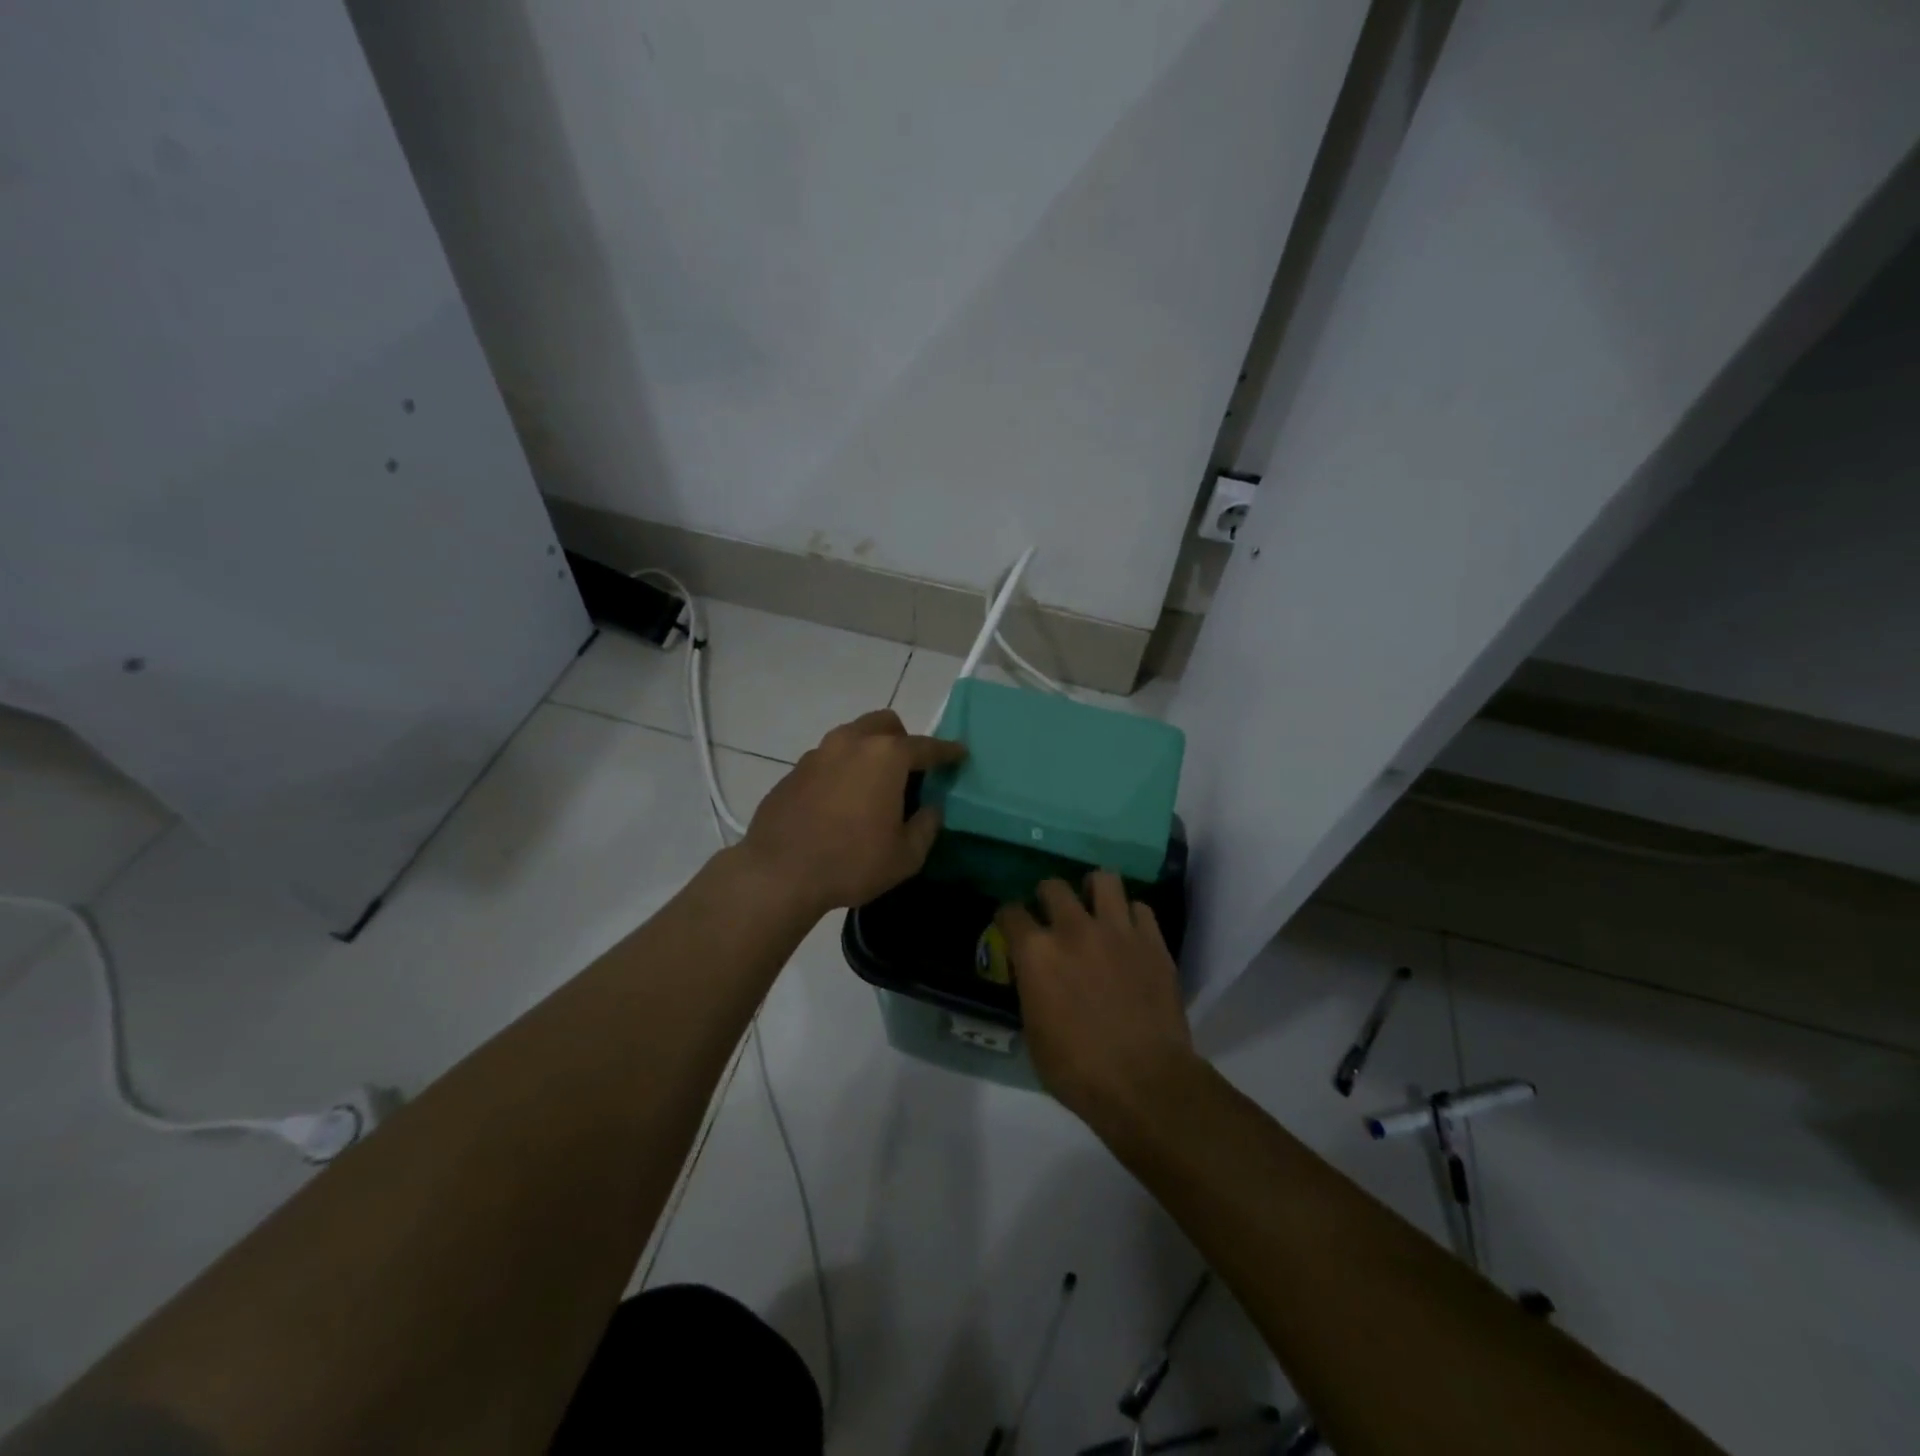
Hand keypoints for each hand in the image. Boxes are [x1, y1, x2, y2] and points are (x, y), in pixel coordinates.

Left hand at [740, 709, 966, 914]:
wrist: (779, 873)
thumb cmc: (852, 862)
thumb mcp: (905, 855)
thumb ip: (926, 826)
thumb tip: (930, 808)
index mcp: (886, 756)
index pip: (926, 746)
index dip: (947, 751)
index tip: (960, 754)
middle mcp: (851, 743)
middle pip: (884, 724)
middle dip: (902, 739)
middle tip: (909, 769)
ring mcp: (817, 753)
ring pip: (852, 737)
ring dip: (868, 751)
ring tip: (873, 785)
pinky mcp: (793, 771)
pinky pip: (828, 760)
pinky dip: (842, 770)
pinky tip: (840, 802)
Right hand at [997, 874, 1196, 1126]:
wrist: (1145, 1082)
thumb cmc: (1078, 1070)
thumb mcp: (1035, 1035)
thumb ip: (1032, 992)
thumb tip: (1037, 980)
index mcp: (1036, 953)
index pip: (1011, 913)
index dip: (1008, 918)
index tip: (1012, 926)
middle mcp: (1073, 930)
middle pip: (1053, 886)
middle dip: (1048, 896)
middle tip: (1054, 914)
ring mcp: (1117, 930)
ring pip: (1104, 879)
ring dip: (1094, 890)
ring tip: (1095, 906)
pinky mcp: (1152, 941)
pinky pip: (1140, 908)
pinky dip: (1131, 916)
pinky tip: (1129, 932)